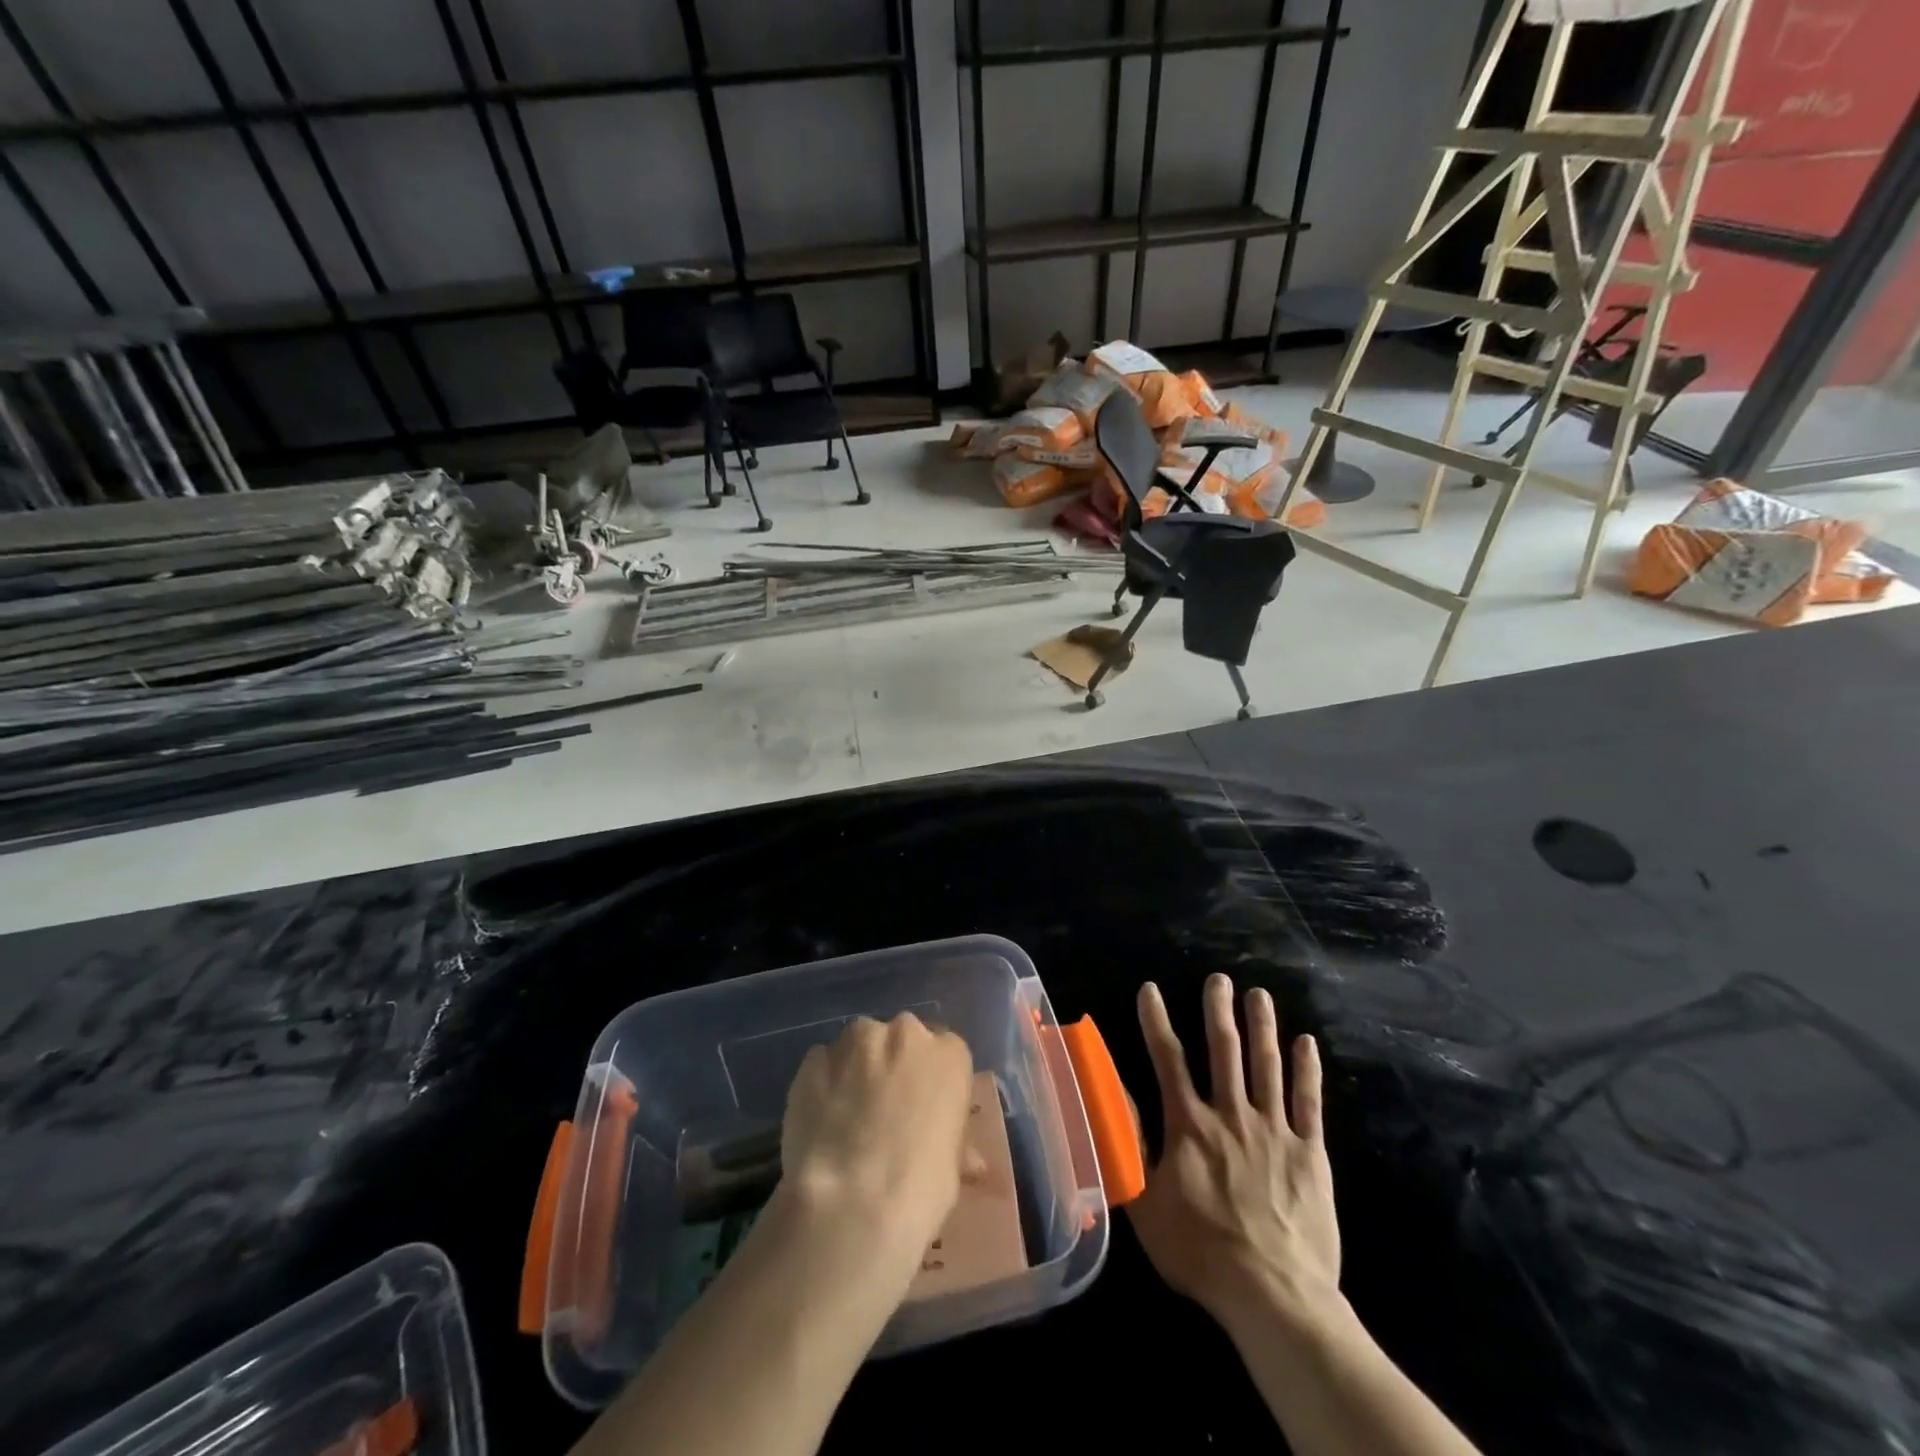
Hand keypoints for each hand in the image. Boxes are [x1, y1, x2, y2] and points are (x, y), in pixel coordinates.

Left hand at [780, 1013, 974, 1257]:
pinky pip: (822, 1065)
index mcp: (948, 1053)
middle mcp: (904, 1032)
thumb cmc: (920, 1188)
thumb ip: (951, 1140)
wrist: (851, 1204)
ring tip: (845, 1117)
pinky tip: (820, 1121)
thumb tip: (967, 1158)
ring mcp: (855, 1041)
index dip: (930, 1079)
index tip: (921, 1106)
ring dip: (856, 1070)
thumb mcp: (952, 1167)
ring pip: (858, 1047)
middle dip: (892, 1065)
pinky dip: (823, 1084)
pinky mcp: (813, 1059)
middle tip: (883, 1110)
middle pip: (900, 1039)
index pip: (944, 1050)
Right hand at [1127, 975, 1340, 1338]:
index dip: (1156, 1021)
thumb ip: (1131, 1143)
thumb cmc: (1200, 1251)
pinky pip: (1309, 1102)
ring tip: (1259, 995)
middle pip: (1224, 1050)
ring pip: (1266, 1066)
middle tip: (1219, 979)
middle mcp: (1231, 1114)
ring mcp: (1274, 1130)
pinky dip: (1307, 1070)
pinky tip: (1306, 1043)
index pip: (1167, 1059)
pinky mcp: (1310, 1153)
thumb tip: (1117, 1093)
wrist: (1273, 1295)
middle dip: (1219, 1010)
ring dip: (1262, 1026)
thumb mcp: (1145, 1202)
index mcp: (1189, 1124)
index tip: (1150, 989)